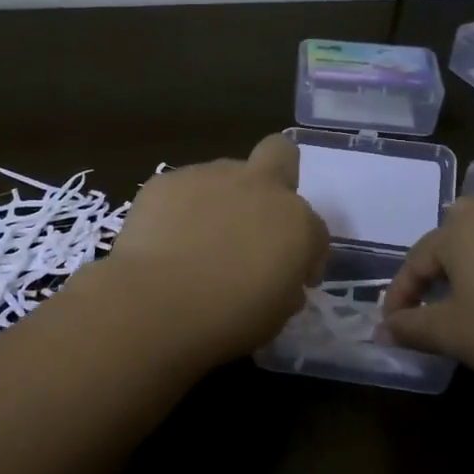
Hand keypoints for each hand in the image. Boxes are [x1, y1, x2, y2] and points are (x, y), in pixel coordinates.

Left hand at [103, 135, 328, 364]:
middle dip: (276, 175)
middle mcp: (259, 187)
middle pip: (280, 154)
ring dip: (220, 200)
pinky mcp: (167, 180)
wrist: (159, 303)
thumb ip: (284, 285)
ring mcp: (210, 176)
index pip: (315, 230)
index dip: (305, 256)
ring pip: (224, 175)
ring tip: (195, 241)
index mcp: (296, 222)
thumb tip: (277, 279)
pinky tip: (163, 241)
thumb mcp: (276, 314)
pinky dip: (178, 210)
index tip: (289, 279)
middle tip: (254, 218)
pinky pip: (180, 190)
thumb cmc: (229, 319)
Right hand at [382, 196, 473, 408]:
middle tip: (432, 308)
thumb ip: (411, 328)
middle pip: (452, 240)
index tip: (392, 327)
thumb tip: (381, 331)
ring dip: (473, 269)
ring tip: (473, 304)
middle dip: (436, 273)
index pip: (415, 261)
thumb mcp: (453, 334)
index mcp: (460, 228)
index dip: (399, 297)